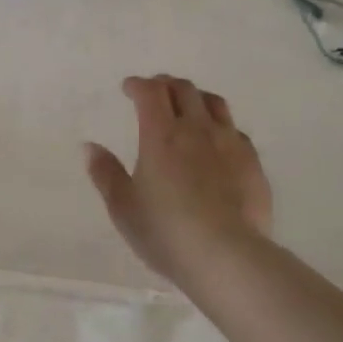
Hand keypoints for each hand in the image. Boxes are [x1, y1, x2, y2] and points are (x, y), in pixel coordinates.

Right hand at [84, 76, 272, 280]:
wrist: (228, 256)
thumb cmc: (166, 232)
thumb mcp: (123, 207)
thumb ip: (105, 173)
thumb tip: (90, 147)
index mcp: (161, 135)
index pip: (150, 92)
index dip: (138, 85)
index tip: (128, 88)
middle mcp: (197, 129)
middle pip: (183, 89)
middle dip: (165, 84)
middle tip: (155, 92)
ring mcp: (230, 143)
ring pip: (214, 103)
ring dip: (196, 97)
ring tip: (188, 107)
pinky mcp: (253, 162)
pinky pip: (236, 130)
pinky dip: (220, 126)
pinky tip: (217, 141)